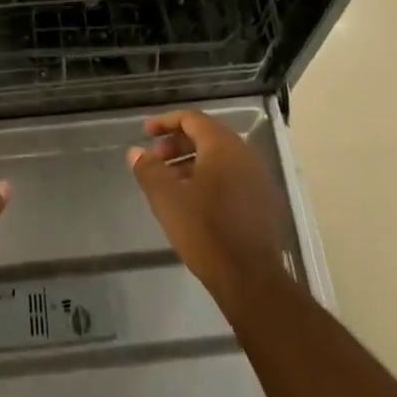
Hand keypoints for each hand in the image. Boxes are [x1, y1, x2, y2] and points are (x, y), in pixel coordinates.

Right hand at [129, 109, 290, 311]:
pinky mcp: (260, 199)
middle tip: (152, 160)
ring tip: (167, 182)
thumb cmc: (205, 231)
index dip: (165, 122)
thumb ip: (149, 170)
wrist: (249, 277)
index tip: (144, 132)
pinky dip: (206, 177)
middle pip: (206, 136)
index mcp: (223, 146)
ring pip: (218, 157)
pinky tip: (190, 200)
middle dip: (175, 144)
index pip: (192, 119)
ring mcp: (256, 177)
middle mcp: (244, 154)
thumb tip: (136, 152)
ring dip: (189, 162)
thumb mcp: (167, 198)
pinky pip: (230, 175)